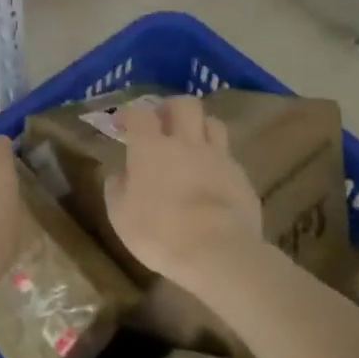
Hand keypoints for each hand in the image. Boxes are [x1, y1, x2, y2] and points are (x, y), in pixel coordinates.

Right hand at [105, 96, 262, 287]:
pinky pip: (228, 155)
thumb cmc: (159, 233)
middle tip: (160, 123)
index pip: (140, 114)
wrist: (218, 252)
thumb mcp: (120, 215)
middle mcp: (187, 143)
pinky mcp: (241, 177)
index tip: (120, 125)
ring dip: (199, 126)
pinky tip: (210, 176)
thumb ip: (117, 188)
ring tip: (190, 143)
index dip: (128, 114)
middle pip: (184, 104)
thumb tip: (119, 174)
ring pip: (213, 123)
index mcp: (152, 148)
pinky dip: (216, 159)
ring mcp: (219, 157)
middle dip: (170, 108)